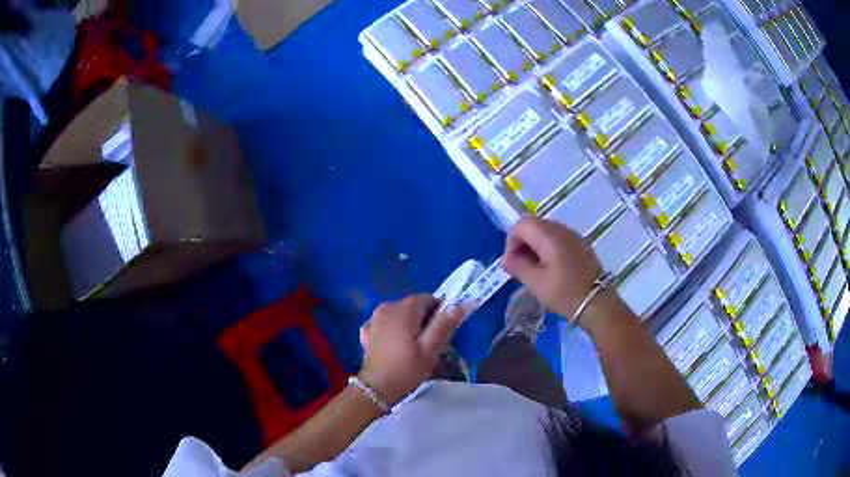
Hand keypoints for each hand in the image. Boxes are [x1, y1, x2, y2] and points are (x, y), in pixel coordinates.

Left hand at [358, 295, 464, 404]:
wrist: (376, 388)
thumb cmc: (407, 368)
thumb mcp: (431, 349)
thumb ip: (444, 324)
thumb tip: (457, 305)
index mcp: (403, 308)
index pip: (428, 298)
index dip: (439, 312)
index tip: (442, 332)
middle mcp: (386, 306)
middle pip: (413, 306)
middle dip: (424, 320)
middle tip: (429, 343)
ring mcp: (373, 318)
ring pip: (399, 314)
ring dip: (408, 325)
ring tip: (412, 348)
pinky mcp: (366, 331)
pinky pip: (386, 324)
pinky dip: (393, 331)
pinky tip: (395, 346)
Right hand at [501, 217, 603, 319]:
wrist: (598, 303)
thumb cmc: (565, 293)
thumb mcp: (536, 283)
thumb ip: (518, 266)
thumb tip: (505, 259)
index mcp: (549, 236)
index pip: (521, 224)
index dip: (511, 241)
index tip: (512, 263)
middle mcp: (561, 229)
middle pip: (533, 224)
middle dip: (522, 242)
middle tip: (521, 267)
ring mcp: (573, 235)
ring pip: (546, 231)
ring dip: (535, 245)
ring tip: (535, 269)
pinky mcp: (581, 244)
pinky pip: (558, 238)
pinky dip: (548, 248)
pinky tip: (551, 268)